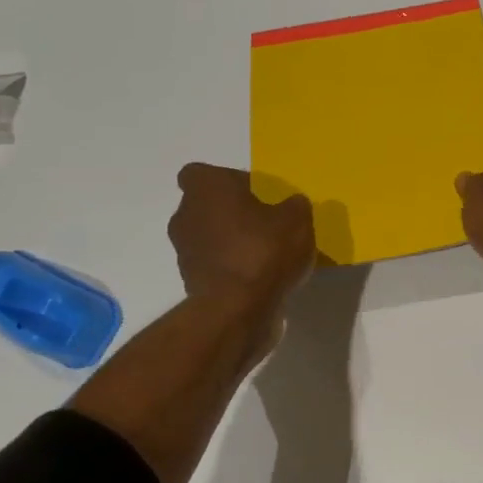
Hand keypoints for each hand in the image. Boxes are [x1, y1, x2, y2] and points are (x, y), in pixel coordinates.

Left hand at [171, 164, 315, 311]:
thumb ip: (295, 206)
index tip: (253, 195)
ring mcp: (184, 251)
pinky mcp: (190, 282)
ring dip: (230, 243)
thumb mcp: (298, 219)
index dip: (228, 181)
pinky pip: (213, 266)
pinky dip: (231, 269)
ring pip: (208, 237)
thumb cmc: (264, 250)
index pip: (202, 174)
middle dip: (231, 214)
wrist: (238, 309)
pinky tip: (259, 279)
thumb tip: (292, 205)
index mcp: (206, 189)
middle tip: (264, 225)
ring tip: (266, 256)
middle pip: (206, 206)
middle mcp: (186, 215)